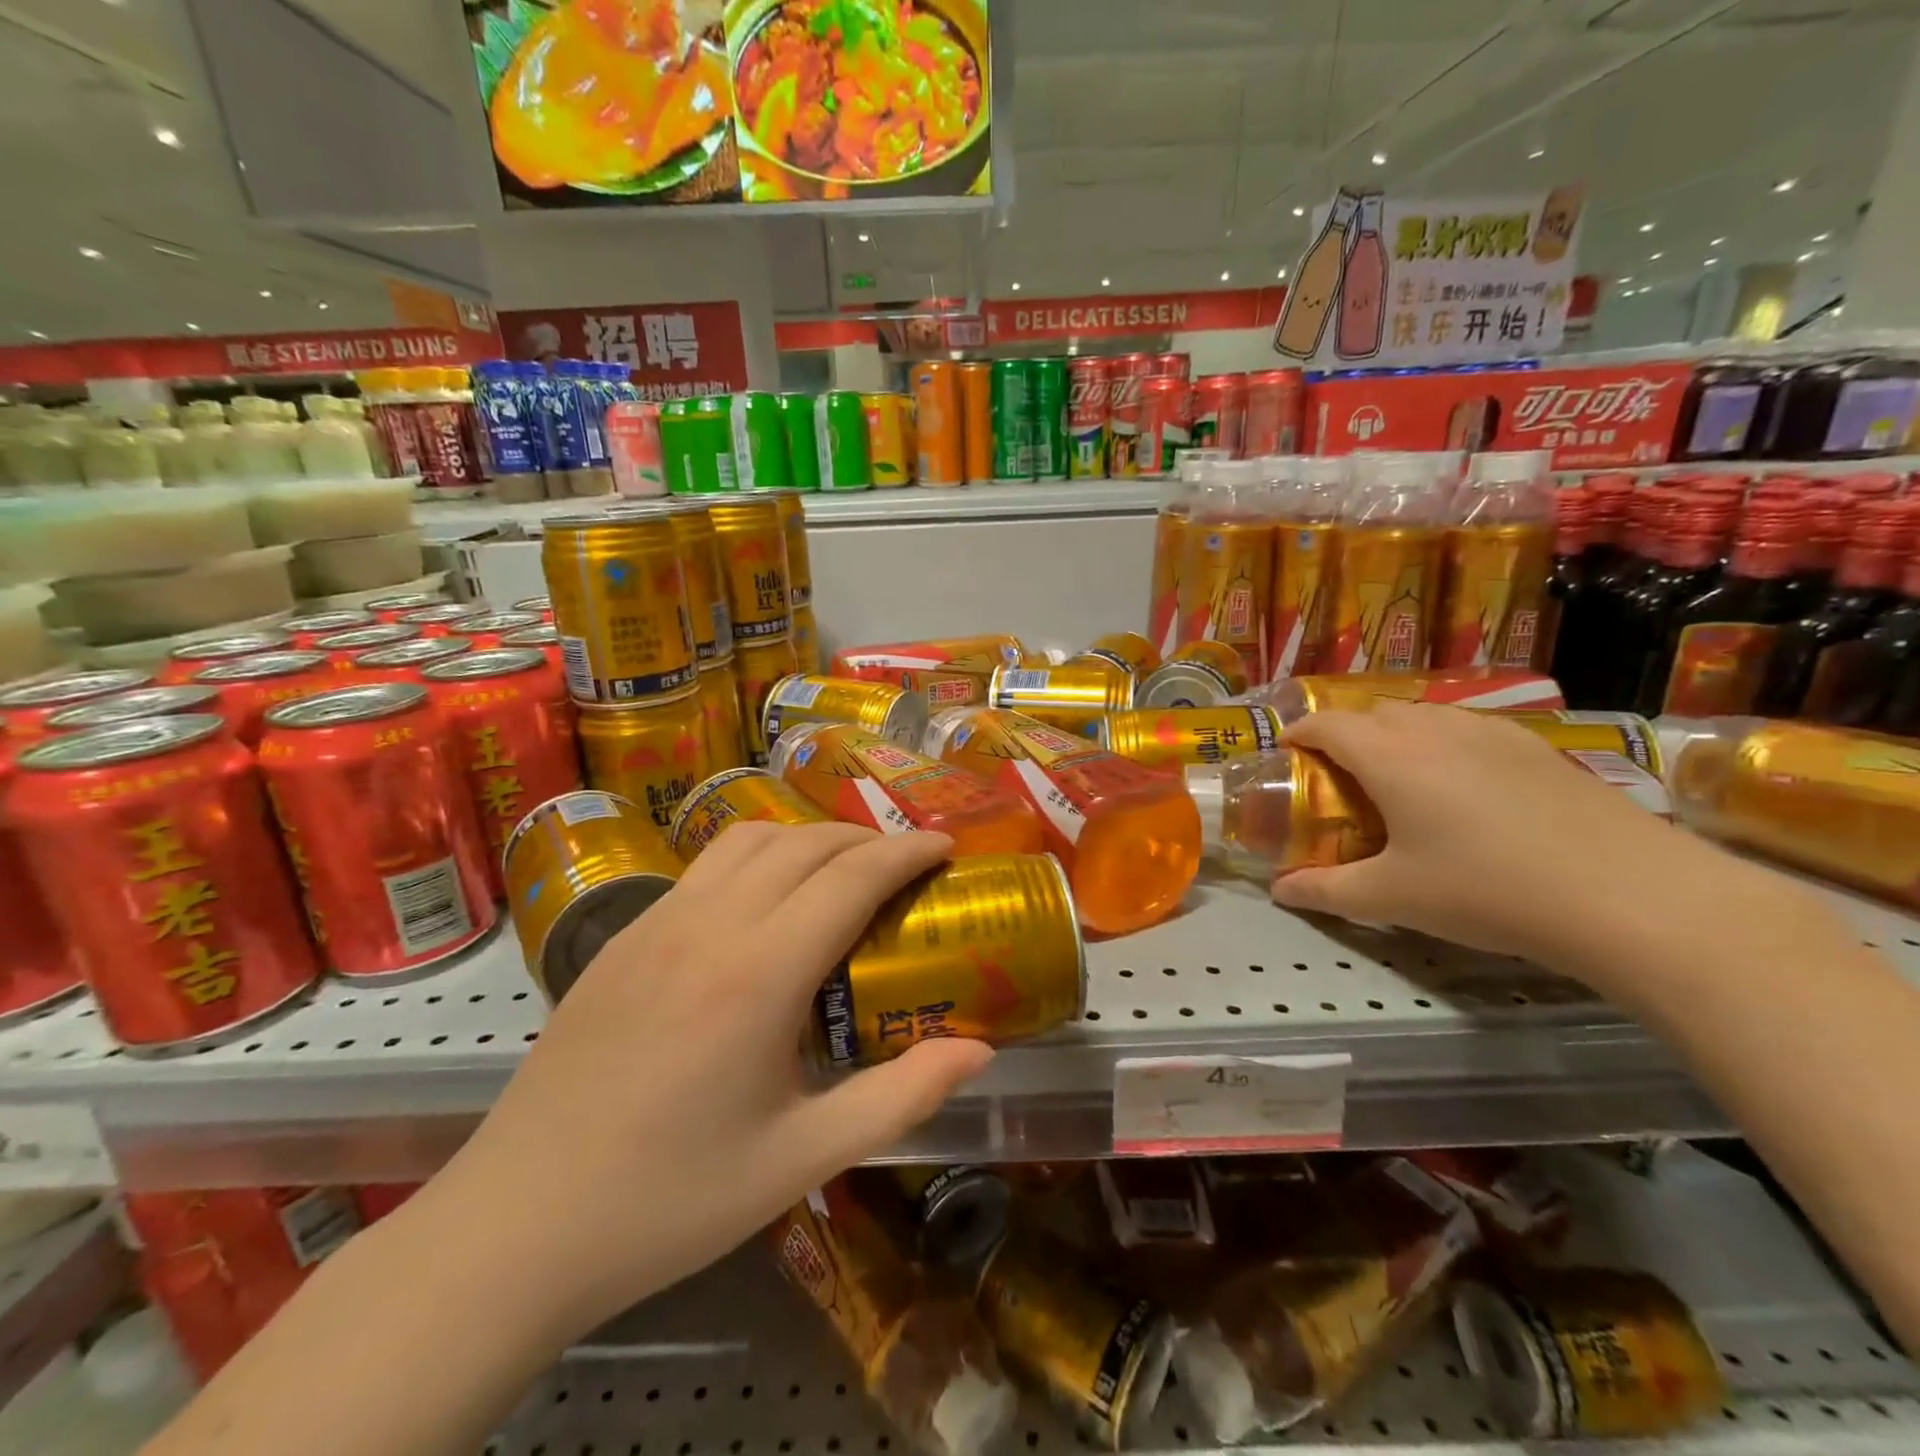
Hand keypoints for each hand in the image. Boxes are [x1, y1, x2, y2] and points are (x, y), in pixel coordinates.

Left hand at [426, 823, 991, 1338]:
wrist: (517, 1226)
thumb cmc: (670, 1198)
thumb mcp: (800, 1159)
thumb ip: (899, 1097)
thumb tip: (978, 1051)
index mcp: (759, 973)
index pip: (852, 877)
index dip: (907, 852)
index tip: (945, 846)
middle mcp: (709, 925)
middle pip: (805, 843)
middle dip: (866, 838)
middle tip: (905, 863)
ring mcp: (657, 923)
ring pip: (750, 839)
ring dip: (808, 838)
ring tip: (840, 870)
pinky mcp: (624, 937)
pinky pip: (706, 865)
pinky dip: (758, 856)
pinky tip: (764, 903)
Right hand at [1267, 703, 1754, 968]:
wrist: (1632, 897)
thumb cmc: (1488, 892)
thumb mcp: (1392, 899)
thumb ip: (1325, 891)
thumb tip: (1279, 890)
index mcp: (1390, 756)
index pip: (1326, 724)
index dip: (1297, 734)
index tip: (1285, 755)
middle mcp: (1435, 729)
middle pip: (1372, 712)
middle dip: (1344, 735)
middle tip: (1338, 778)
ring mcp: (1492, 732)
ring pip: (1423, 715)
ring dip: (1394, 736)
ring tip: (1398, 781)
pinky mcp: (1538, 747)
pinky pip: (1467, 729)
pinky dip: (1442, 744)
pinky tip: (1464, 790)